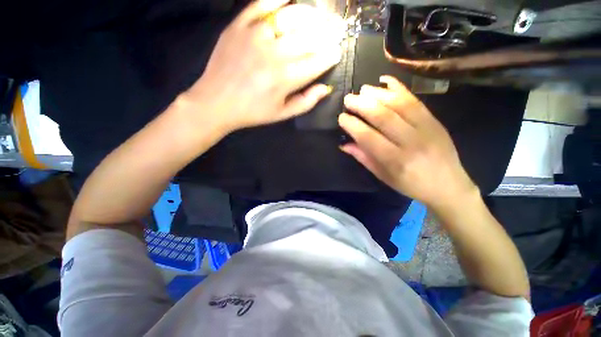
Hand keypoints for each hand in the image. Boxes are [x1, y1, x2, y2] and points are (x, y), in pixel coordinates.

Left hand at [184, 0, 344, 132]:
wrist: (216, 102)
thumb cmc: (252, 112)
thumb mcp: (281, 114)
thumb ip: (305, 102)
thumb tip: (325, 89)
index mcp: (285, 79)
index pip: (317, 62)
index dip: (330, 56)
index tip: (337, 53)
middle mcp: (275, 54)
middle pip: (309, 38)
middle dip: (327, 34)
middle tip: (337, 30)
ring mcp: (256, 36)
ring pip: (291, 17)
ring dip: (311, 15)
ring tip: (321, 16)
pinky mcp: (239, 26)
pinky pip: (261, 4)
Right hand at [339, 76, 477, 210]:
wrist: (448, 186)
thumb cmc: (410, 184)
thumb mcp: (383, 176)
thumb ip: (363, 157)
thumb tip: (344, 144)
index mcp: (396, 160)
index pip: (369, 138)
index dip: (353, 125)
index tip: (341, 117)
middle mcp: (411, 142)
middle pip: (384, 117)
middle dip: (362, 105)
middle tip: (348, 98)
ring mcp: (427, 128)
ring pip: (400, 105)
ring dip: (378, 94)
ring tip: (363, 89)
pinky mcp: (435, 120)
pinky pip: (416, 100)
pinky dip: (400, 88)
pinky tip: (386, 80)